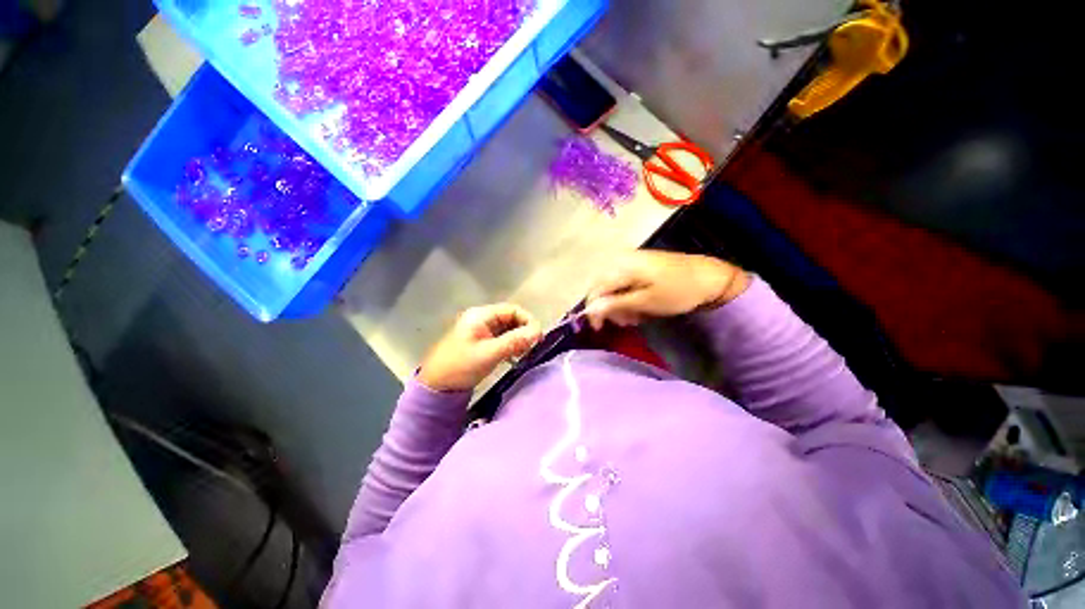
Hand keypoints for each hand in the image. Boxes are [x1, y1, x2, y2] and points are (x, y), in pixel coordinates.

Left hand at [419, 304, 542, 391]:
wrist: (437, 385)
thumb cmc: (461, 366)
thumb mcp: (490, 353)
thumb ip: (515, 341)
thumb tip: (539, 332)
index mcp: (481, 315)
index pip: (512, 310)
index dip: (528, 320)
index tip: (538, 337)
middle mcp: (482, 319)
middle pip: (511, 318)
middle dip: (524, 331)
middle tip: (531, 347)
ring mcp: (481, 330)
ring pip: (507, 329)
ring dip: (518, 339)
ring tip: (523, 353)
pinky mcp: (481, 342)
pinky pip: (501, 338)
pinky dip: (510, 345)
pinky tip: (514, 356)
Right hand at [585, 250, 749, 330]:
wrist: (711, 277)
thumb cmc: (677, 291)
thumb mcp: (644, 302)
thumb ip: (615, 304)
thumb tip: (589, 309)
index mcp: (622, 266)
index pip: (597, 289)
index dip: (594, 309)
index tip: (598, 328)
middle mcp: (623, 259)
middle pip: (604, 287)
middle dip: (610, 308)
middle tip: (624, 323)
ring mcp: (633, 260)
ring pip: (615, 286)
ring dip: (620, 304)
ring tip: (635, 318)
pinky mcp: (642, 265)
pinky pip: (626, 282)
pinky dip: (629, 297)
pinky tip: (640, 307)